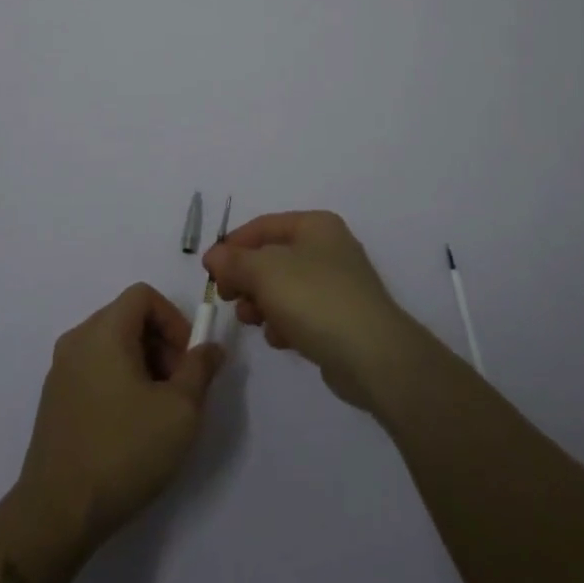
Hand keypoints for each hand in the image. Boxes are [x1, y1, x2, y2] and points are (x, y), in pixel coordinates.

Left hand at [17, 283, 224, 553]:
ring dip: (142, 365)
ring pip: (111, 346)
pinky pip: (94, 370)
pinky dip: (118, 382)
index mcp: (104, 331)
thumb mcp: (180, 410)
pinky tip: (129, 427)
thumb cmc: (124, 451)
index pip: (143, 296)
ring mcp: (60, 370)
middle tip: (179, 387)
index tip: (188, 359)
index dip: (173, 319)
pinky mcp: (53, 400)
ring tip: (157, 411)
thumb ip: (200, 369)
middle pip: (127, 318)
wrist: (57, 514)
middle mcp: (77, 340)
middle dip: (161, 344)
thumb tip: (210, 347)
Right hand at [203, 211, 426, 413]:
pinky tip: (279, 339)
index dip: (232, 245)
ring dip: (261, 303)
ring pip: (283, 288)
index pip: (263, 226)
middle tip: (227, 298)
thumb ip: (234, 261)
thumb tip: (213, 255)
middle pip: (272, 257)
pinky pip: (301, 314)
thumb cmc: (315, 299)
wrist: (373, 356)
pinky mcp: (340, 319)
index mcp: (315, 226)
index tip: (210, 271)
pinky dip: (284, 323)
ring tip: (251, 321)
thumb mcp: (265, 272)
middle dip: (246, 278)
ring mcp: (336, 285)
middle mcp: (328, 248)